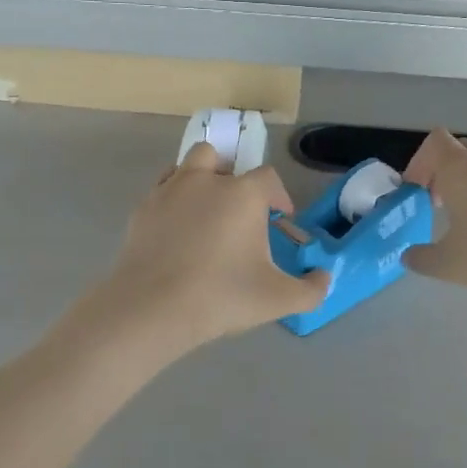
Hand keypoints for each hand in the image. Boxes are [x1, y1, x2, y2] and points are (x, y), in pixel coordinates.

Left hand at [89, 143, 329, 354]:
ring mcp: (170, 190)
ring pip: (187, 166)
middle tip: (237, 214)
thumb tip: (324, 277)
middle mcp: (206, 180)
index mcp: (243, 194)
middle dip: (233, 179)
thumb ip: (311, 289)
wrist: (151, 308)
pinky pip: (162, 190)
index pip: (268, 178)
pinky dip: (173, 201)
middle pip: (222, 159)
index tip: (279, 219)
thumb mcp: (278, 299)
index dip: (278, 196)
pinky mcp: (142, 208)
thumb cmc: (221, 296)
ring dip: (200, 180)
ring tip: (204, 214)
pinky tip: (176, 231)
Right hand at [402, 130, 466, 296]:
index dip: (419, 162)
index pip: (433, 142)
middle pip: (458, 153)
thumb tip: (408, 256)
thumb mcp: (450, 264)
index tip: (416, 192)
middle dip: (442, 175)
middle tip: (437, 206)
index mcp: (459, 168)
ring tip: (466, 221)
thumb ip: (422, 259)